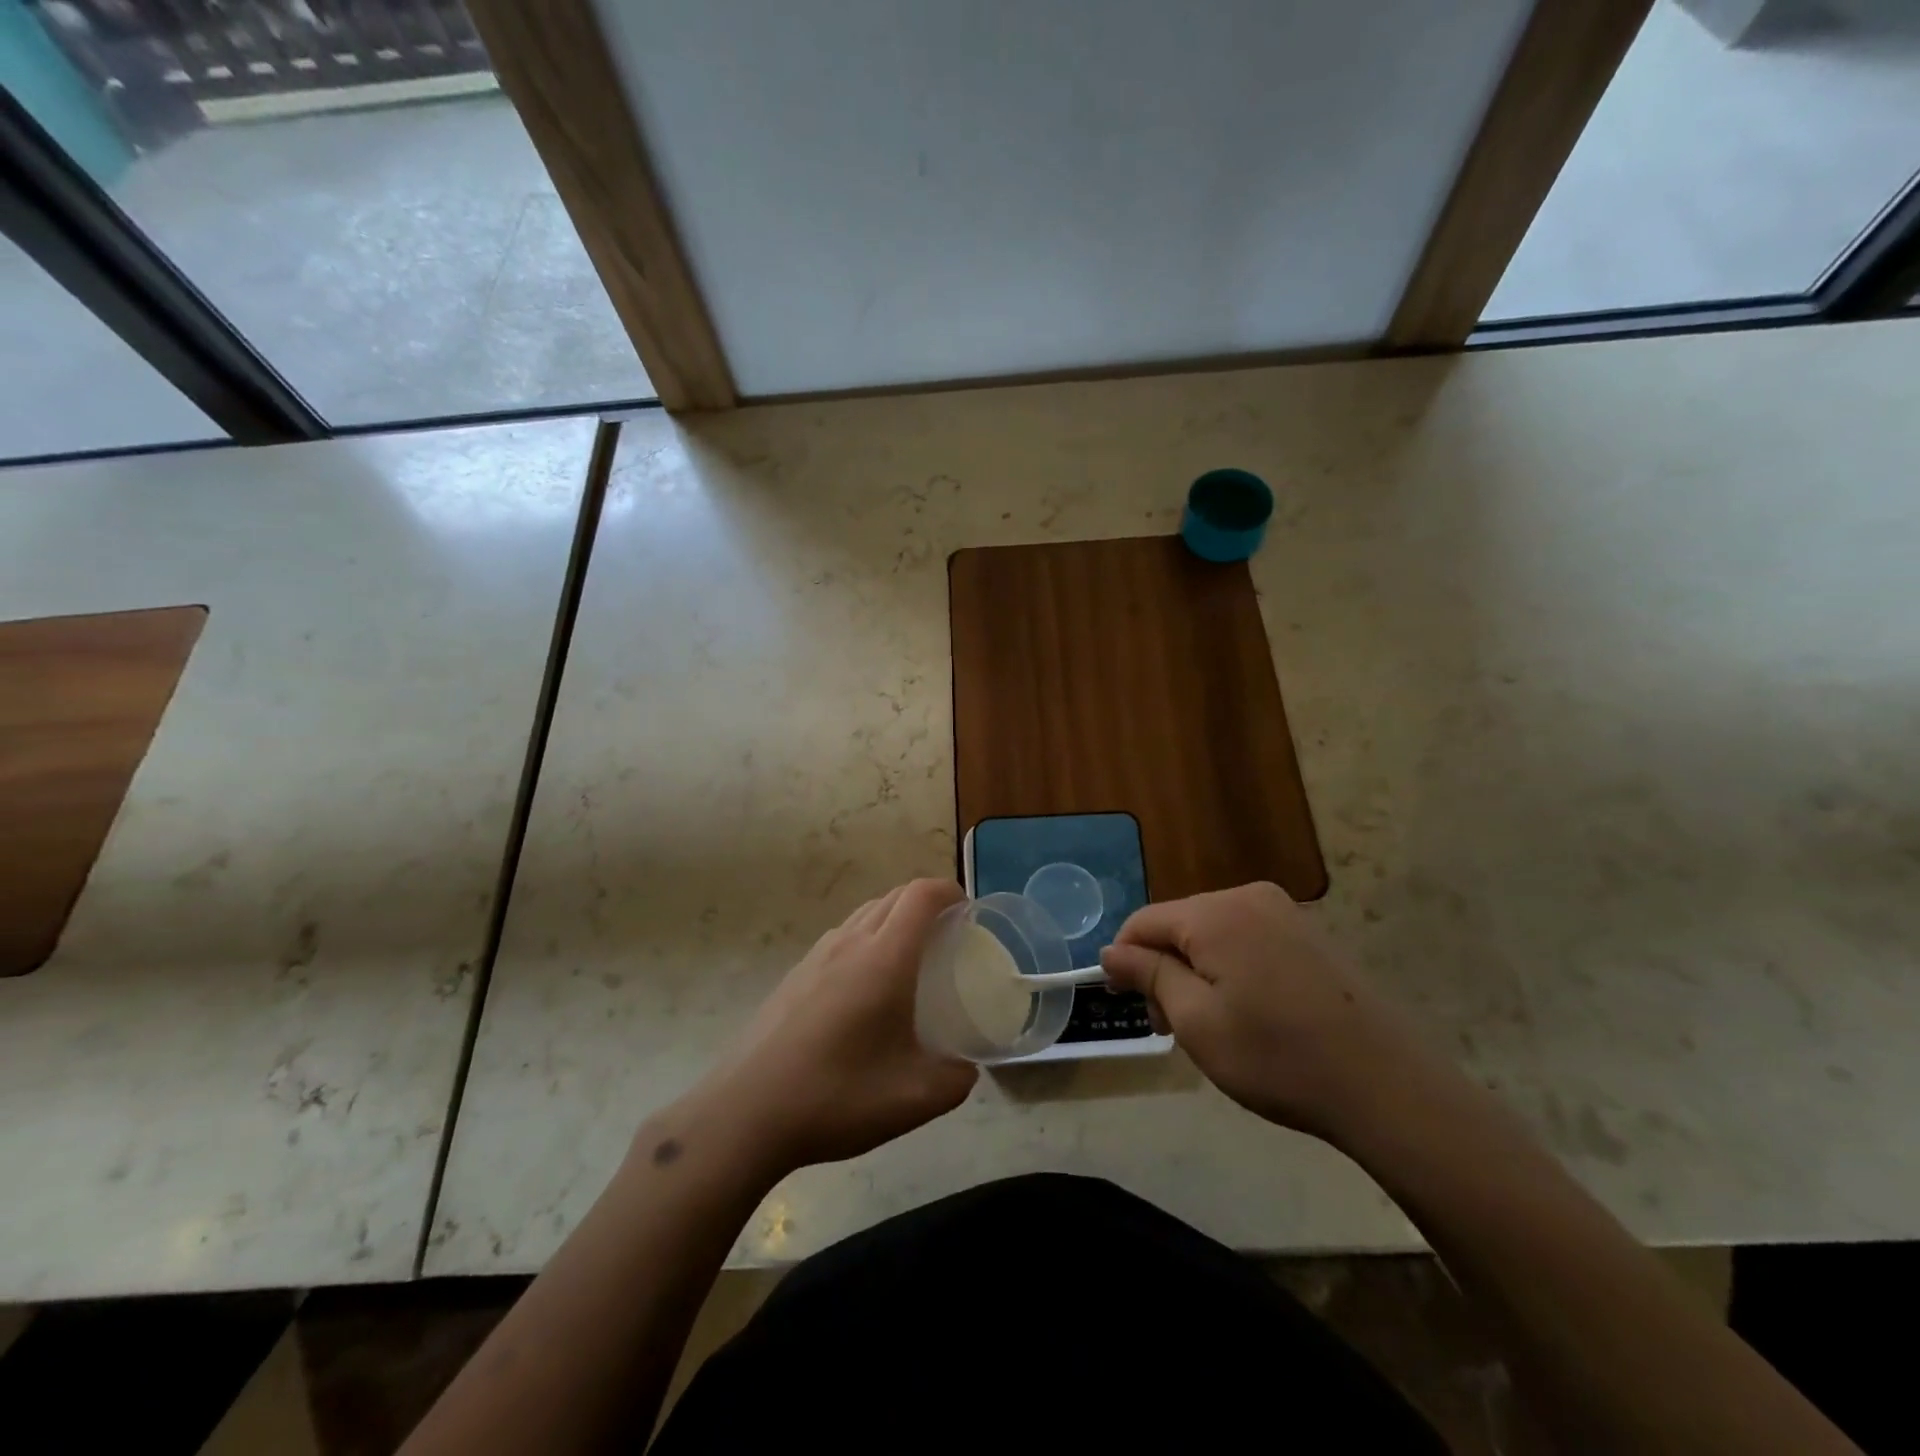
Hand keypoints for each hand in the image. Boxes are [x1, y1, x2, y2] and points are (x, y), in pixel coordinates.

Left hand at [691, 879, 977, 1173]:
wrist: (746, 1113)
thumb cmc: (837, 1096)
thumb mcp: (914, 1099)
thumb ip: (955, 1079)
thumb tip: (965, 1068)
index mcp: (884, 958)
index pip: (921, 895)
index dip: (949, 891)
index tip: (968, 911)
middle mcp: (850, 942)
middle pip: (894, 896)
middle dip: (926, 902)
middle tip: (948, 935)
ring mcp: (816, 955)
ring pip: (864, 913)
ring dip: (894, 918)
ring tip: (910, 957)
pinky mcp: (794, 974)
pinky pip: (841, 936)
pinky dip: (866, 938)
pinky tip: (865, 987)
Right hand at [1100, 882, 1443, 1143]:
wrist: (1390, 1087)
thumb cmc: (1278, 1057)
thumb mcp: (1196, 1021)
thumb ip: (1149, 976)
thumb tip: (1111, 951)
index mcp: (1215, 913)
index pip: (1144, 921)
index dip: (1125, 960)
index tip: (1130, 1006)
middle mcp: (1249, 897)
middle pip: (1180, 925)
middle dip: (1165, 970)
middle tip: (1173, 1030)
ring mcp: (1286, 913)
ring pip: (1214, 934)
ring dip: (1198, 974)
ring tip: (1214, 1028)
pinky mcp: (1311, 936)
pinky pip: (1249, 941)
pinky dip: (1233, 971)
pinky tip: (1252, 1015)